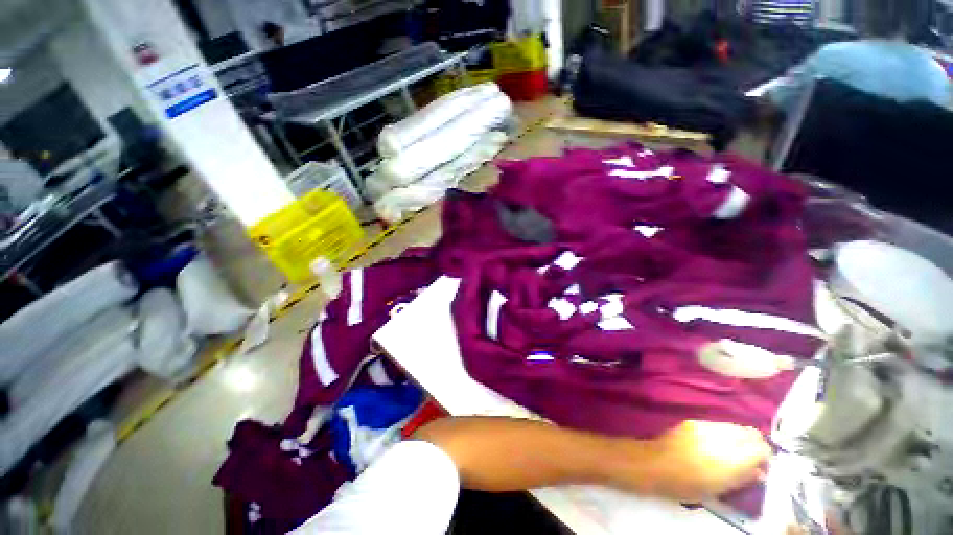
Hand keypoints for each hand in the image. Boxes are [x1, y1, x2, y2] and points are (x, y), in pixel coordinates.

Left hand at [626, 420, 770, 501]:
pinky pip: (717, 425)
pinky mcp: (693, 421)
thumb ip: (743, 479)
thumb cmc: (686, 485)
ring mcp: (705, 426)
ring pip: (735, 427)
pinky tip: (715, 445)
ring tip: (733, 453)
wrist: (654, 464)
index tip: (761, 468)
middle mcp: (721, 437)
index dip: (765, 458)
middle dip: (755, 445)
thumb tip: (759, 472)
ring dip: (740, 438)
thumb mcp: (719, 490)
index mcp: (731, 458)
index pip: (761, 448)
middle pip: (750, 433)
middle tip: (750, 460)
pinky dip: (723, 434)